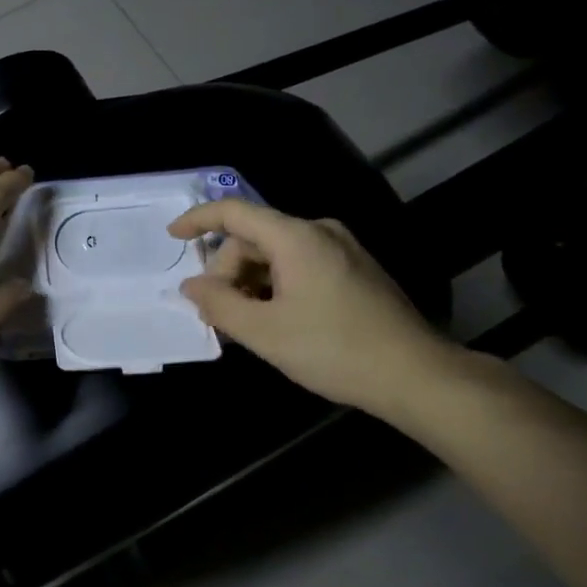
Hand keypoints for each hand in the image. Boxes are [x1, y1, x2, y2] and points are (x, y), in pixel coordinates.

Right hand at [169, 200, 452, 415]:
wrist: (415, 374)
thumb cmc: (334, 349)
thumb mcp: (264, 332)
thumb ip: (219, 305)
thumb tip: (191, 286)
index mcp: (296, 237)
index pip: (234, 212)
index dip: (198, 220)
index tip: (172, 237)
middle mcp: (320, 231)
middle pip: (254, 239)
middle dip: (227, 273)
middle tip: (219, 317)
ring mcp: (342, 249)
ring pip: (276, 255)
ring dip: (251, 284)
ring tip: (245, 326)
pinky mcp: (355, 270)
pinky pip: (299, 266)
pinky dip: (276, 287)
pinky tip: (275, 322)